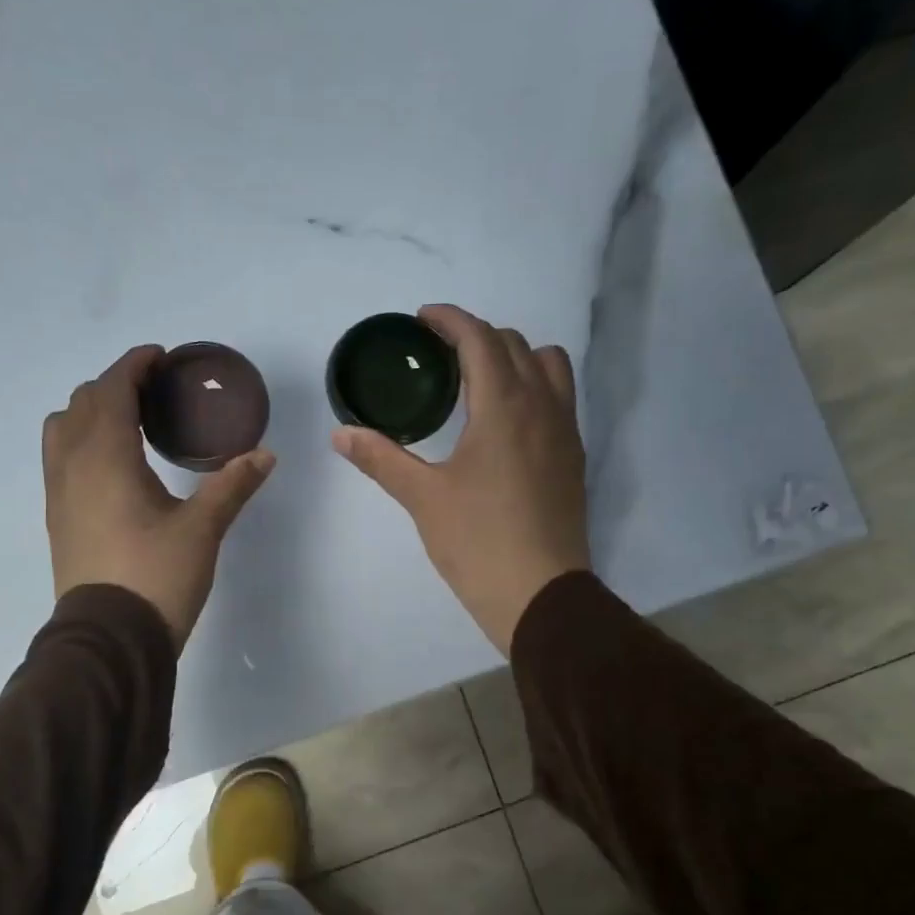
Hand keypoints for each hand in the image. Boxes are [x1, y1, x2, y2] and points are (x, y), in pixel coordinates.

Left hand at [44, 346, 275, 647]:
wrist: (109, 639)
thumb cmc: (156, 576)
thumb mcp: (202, 530)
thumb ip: (231, 486)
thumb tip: (264, 455)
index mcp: (105, 456)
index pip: (112, 389)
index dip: (134, 365)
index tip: (160, 358)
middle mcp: (72, 465)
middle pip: (83, 402)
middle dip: (116, 385)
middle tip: (154, 393)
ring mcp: (58, 493)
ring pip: (62, 429)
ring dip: (91, 412)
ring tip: (129, 424)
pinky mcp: (57, 519)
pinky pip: (60, 459)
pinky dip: (82, 442)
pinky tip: (114, 466)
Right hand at [332, 304, 588, 651]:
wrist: (540, 594)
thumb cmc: (478, 542)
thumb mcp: (423, 498)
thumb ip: (382, 458)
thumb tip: (341, 434)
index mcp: (504, 406)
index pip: (480, 339)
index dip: (450, 320)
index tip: (423, 319)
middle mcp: (542, 406)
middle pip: (516, 344)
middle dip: (478, 336)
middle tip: (441, 354)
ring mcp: (565, 432)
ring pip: (549, 366)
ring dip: (515, 357)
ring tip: (480, 381)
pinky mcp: (573, 458)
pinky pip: (559, 398)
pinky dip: (533, 387)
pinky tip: (504, 422)